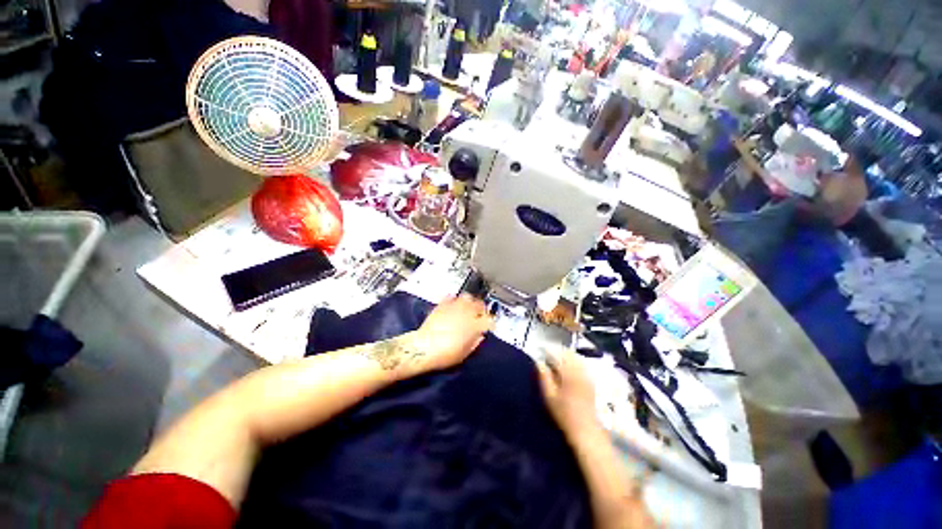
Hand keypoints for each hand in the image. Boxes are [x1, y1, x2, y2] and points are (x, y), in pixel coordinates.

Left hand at [412, 294, 492, 372]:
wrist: (424, 348)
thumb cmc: (446, 354)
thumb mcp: (464, 353)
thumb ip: (475, 342)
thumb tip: (479, 336)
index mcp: (475, 325)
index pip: (488, 319)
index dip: (490, 322)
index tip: (489, 325)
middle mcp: (467, 312)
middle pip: (479, 304)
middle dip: (481, 308)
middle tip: (480, 314)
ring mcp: (454, 307)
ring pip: (467, 297)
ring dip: (470, 301)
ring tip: (468, 307)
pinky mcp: (442, 305)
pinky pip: (452, 297)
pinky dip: (455, 299)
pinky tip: (454, 304)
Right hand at [536, 347, 598, 437]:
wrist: (586, 429)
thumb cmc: (564, 413)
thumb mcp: (549, 396)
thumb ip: (544, 377)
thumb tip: (538, 362)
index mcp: (568, 372)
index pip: (556, 354)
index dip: (547, 350)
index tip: (540, 350)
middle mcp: (579, 370)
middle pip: (568, 353)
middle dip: (557, 350)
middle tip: (547, 353)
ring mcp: (586, 375)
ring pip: (575, 357)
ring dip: (565, 354)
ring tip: (556, 358)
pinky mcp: (590, 381)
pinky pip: (581, 364)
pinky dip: (573, 361)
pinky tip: (568, 366)